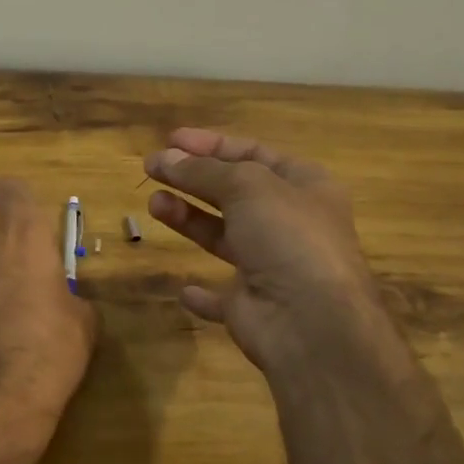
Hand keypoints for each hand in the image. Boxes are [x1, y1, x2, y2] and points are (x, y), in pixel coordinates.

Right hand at [144, 128, 400, 384]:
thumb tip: (165, 157)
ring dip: (187, 218)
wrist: (310, 323)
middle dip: (192, 178)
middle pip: (233, 192)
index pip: (253, 153)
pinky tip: (185, 288)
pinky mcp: (251, 305)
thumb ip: (202, 170)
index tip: (171, 140)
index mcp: (304, 186)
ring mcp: (271, 266)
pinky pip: (221, 296)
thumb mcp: (246, 186)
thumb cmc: (287, 237)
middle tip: (152, 167)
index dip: (212, 145)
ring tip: (154, 204)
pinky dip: (203, 293)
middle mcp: (290, 222)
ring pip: (222, 235)